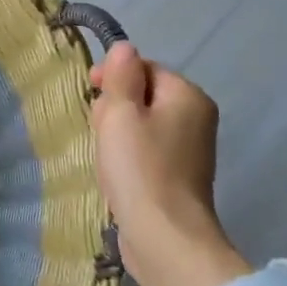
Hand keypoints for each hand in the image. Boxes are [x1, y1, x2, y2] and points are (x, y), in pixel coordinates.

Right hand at [89, 43, 248, 285]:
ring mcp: (190, 150)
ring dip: (117, 134)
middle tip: (101, 133)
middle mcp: (196, 117)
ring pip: (141, 125)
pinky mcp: (179, 177)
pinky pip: (147, 151)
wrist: (164, 237)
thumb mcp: (120, 112)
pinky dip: (128, 157)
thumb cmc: (140, 167)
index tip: (90, 95)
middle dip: (115, 108)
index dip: (113, 77)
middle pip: (143, 95)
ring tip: (106, 158)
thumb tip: (124, 48)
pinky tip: (116, 174)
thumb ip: (120, 76)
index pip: (144, 68)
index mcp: (188, 96)